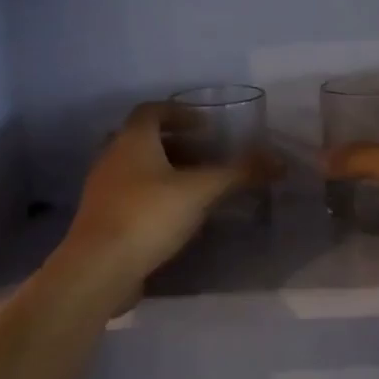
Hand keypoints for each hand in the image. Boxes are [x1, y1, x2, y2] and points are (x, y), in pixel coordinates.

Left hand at [60, 102, 272, 289]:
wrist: (99, 268)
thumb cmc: (149, 216)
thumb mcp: (201, 191)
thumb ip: (238, 173)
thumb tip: (279, 161)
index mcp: (132, 140)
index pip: (152, 110)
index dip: (180, 113)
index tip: (206, 126)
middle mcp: (111, 157)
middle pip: (143, 139)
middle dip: (175, 144)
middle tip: (204, 156)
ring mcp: (102, 189)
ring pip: (135, 168)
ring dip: (164, 171)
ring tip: (195, 187)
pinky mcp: (101, 218)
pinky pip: (130, 195)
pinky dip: (153, 196)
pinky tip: (175, 217)